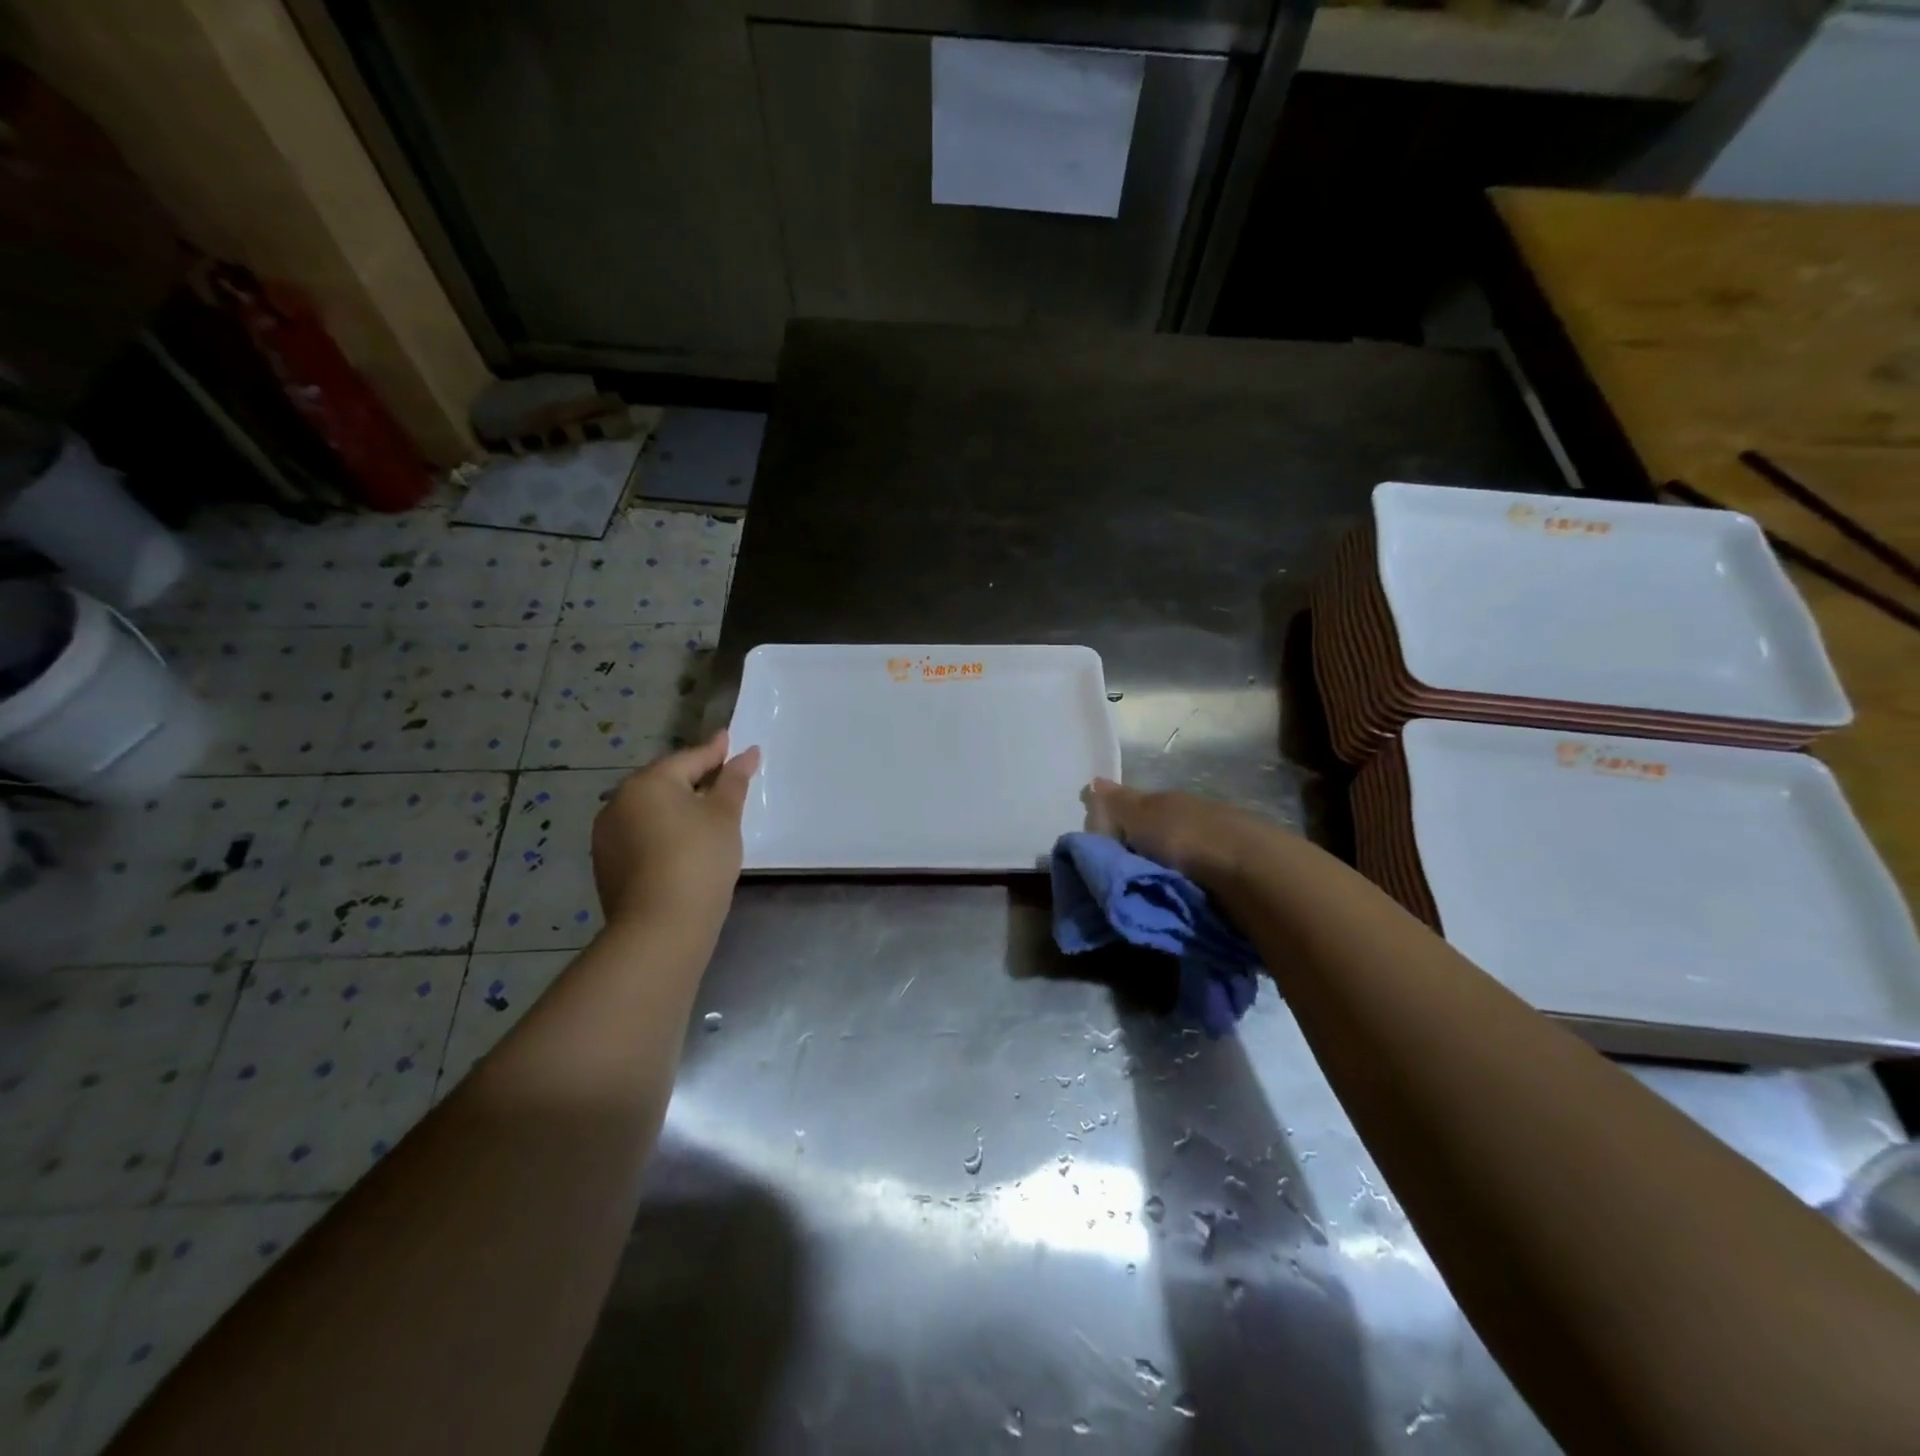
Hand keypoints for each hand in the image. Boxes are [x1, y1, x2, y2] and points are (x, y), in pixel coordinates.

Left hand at [592, 732, 760, 933]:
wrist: (661, 926)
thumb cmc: (700, 859)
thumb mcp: (725, 816)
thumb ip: (734, 781)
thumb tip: (747, 753)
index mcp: (648, 782)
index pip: (689, 758)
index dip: (715, 751)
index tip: (731, 741)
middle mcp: (619, 801)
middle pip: (664, 782)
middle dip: (693, 779)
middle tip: (722, 779)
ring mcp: (607, 834)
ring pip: (649, 810)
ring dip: (675, 808)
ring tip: (704, 815)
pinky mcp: (606, 864)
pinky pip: (640, 835)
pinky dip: (661, 833)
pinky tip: (681, 846)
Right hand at [1083, 778, 1276, 887]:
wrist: (1253, 872)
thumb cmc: (1186, 838)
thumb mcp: (1141, 818)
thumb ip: (1117, 804)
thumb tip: (1094, 781)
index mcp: (1170, 799)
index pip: (1137, 806)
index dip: (1118, 821)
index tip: (1101, 845)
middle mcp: (1195, 814)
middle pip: (1160, 830)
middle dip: (1143, 847)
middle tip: (1120, 876)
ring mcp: (1220, 843)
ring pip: (1182, 853)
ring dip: (1169, 868)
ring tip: (1150, 893)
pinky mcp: (1238, 873)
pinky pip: (1203, 876)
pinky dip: (1191, 883)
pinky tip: (1182, 897)